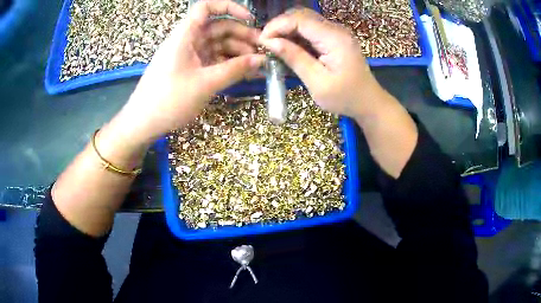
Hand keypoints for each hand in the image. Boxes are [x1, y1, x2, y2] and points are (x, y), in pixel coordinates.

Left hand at [115, 0, 265, 144]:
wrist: (143, 123)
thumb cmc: (169, 100)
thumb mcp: (205, 84)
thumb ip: (235, 69)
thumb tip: (262, 60)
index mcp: (185, 35)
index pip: (206, 7)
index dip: (229, 7)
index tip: (250, 19)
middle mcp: (188, 40)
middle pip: (218, 27)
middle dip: (242, 35)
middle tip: (264, 49)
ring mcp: (190, 55)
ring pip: (218, 44)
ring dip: (238, 52)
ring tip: (258, 65)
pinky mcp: (191, 69)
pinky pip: (214, 60)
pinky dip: (229, 64)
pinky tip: (245, 73)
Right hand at [259, 8, 384, 117]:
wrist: (368, 102)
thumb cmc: (345, 97)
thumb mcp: (317, 83)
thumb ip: (294, 58)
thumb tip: (270, 42)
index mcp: (334, 38)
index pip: (299, 19)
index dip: (277, 26)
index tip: (262, 41)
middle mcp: (336, 29)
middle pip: (302, 15)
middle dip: (280, 26)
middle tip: (267, 43)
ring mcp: (337, 32)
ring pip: (305, 20)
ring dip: (287, 30)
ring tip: (275, 47)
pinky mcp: (335, 37)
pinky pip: (312, 29)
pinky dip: (297, 35)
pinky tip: (290, 48)